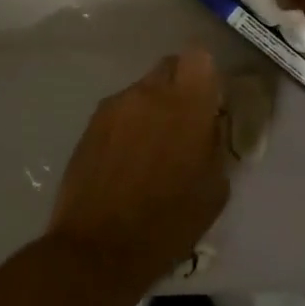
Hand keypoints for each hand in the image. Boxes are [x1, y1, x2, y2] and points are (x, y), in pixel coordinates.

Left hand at [47, 48, 227, 286]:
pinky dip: (127, 125)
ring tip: (150, 149)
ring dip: (151, 108)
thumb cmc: (168, 224)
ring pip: (141, 91)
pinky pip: (119, 111)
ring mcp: (115, 106)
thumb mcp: (214, 188)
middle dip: (178, 88)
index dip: (205, 75)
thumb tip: (208, 126)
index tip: (208, 101)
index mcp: (187, 105)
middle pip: (168, 67)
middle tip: (182, 124)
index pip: (199, 57)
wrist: (99, 249)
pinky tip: (125, 160)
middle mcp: (149, 93)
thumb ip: (213, 143)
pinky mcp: (90, 124)